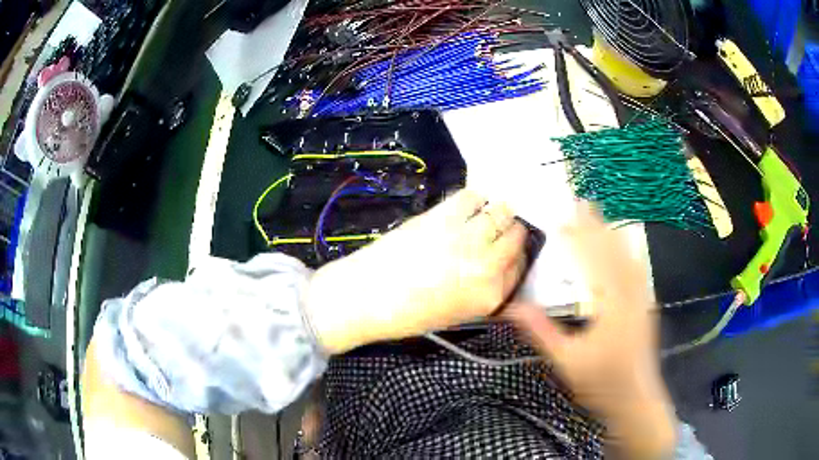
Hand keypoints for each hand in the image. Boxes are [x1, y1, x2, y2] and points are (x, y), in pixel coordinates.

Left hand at [304, 190, 527, 353]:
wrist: (366, 297)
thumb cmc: (407, 314)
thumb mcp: (458, 313)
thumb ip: (485, 291)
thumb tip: (498, 267)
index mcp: (491, 296)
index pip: (520, 266)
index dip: (515, 255)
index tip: (506, 250)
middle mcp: (488, 266)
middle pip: (515, 236)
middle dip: (509, 232)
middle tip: (496, 230)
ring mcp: (467, 237)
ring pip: (501, 212)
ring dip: (496, 212)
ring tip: (484, 215)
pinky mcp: (444, 216)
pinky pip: (472, 196)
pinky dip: (473, 199)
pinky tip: (464, 207)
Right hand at [506, 203, 677, 457]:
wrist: (636, 400)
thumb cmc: (601, 384)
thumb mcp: (566, 361)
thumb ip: (541, 331)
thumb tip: (511, 307)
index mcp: (611, 306)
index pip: (592, 262)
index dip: (576, 240)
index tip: (560, 221)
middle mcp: (630, 294)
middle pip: (613, 252)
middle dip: (596, 226)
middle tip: (581, 203)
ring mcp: (642, 298)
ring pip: (628, 257)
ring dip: (612, 234)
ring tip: (599, 217)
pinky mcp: (646, 305)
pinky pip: (637, 269)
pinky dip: (627, 251)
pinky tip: (625, 247)